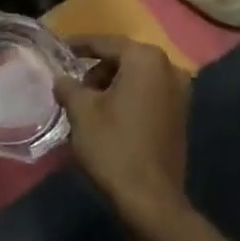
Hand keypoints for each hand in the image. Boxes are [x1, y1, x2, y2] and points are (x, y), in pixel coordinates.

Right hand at [55, 35, 193, 233]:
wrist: (150, 197)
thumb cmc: (113, 146)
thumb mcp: (81, 111)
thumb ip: (68, 86)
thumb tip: (62, 79)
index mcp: (145, 60)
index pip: (105, 43)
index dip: (79, 45)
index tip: (59, 49)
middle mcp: (169, 68)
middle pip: (124, 58)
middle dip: (96, 67)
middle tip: (71, 83)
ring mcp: (180, 92)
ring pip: (137, 77)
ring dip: (111, 83)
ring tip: (86, 102)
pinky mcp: (180, 114)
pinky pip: (148, 93)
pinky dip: (127, 97)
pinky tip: (107, 115)